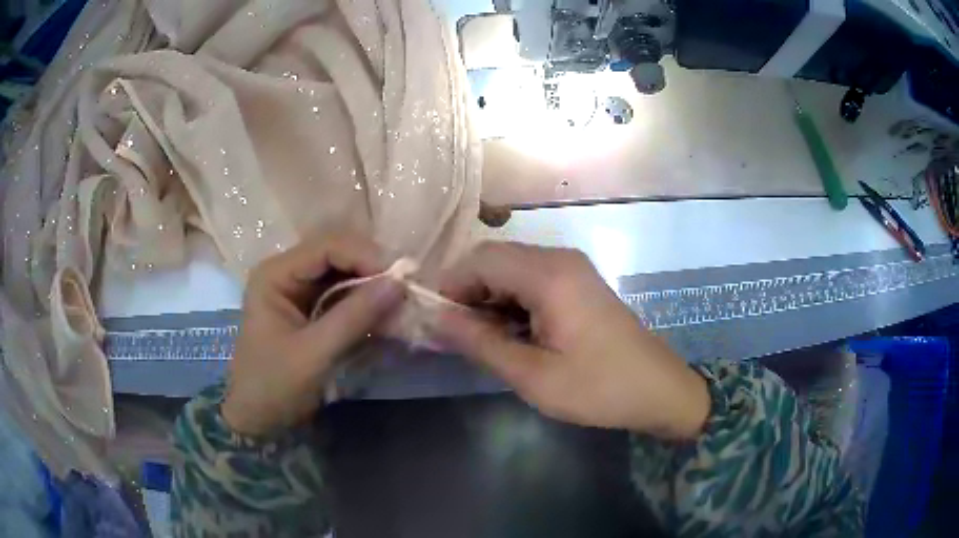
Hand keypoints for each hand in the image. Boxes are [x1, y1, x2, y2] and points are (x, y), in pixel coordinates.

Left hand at [222, 232, 403, 436]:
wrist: (258, 419)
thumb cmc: (274, 385)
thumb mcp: (314, 353)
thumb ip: (354, 317)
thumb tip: (399, 283)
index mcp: (276, 274)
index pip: (327, 247)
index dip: (365, 256)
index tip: (400, 279)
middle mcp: (288, 273)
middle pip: (338, 256)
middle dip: (373, 270)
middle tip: (406, 290)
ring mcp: (300, 291)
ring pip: (345, 275)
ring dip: (373, 288)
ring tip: (403, 303)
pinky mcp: (312, 309)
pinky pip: (345, 296)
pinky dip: (367, 305)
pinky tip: (387, 316)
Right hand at [432, 242, 709, 439]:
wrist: (658, 390)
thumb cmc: (598, 388)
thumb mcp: (532, 375)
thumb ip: (480, 343)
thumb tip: (435, 319)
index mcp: (549, 275)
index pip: (480, 260)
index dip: (450, 287)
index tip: (434, 323)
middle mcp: (559, 259)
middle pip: (494, 261)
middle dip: (467, 294)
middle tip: (454, 337)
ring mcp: (571, 269)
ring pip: (511, 271)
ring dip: (488, 300)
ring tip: (480, 341)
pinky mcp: (577, 284)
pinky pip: (531, 282)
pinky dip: (510, 304)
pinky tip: (509, 335)